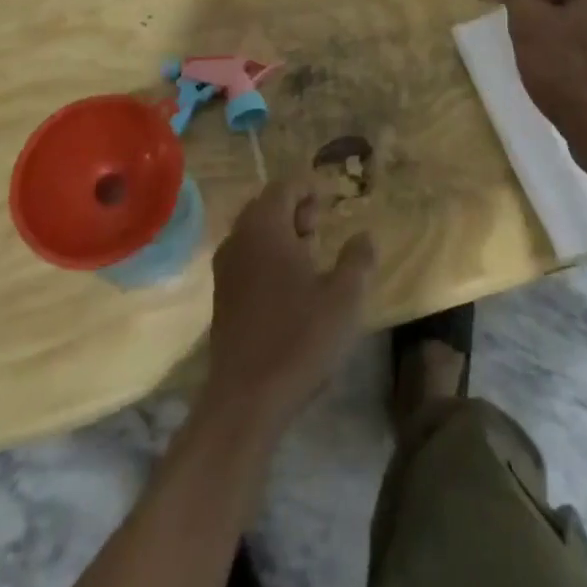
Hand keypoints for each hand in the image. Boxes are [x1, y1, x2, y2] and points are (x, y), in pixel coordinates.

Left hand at [201, 179, 375, 432]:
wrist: (245, 401)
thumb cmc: (299, 338)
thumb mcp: (345, 297)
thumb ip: (358, 259)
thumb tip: (364, 235)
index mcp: (265, 227)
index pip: (284, 186)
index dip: (309, 189)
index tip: (330, 205)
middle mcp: (239, 239)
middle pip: (265, 206)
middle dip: (294, 210)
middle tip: (319, 229)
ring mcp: (225, 269)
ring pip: (254, 233)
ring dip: (280, 235)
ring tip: (309, 257)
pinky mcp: (221, 298)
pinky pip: (246, 258)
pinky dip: (267, 257)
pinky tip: (289, 287)